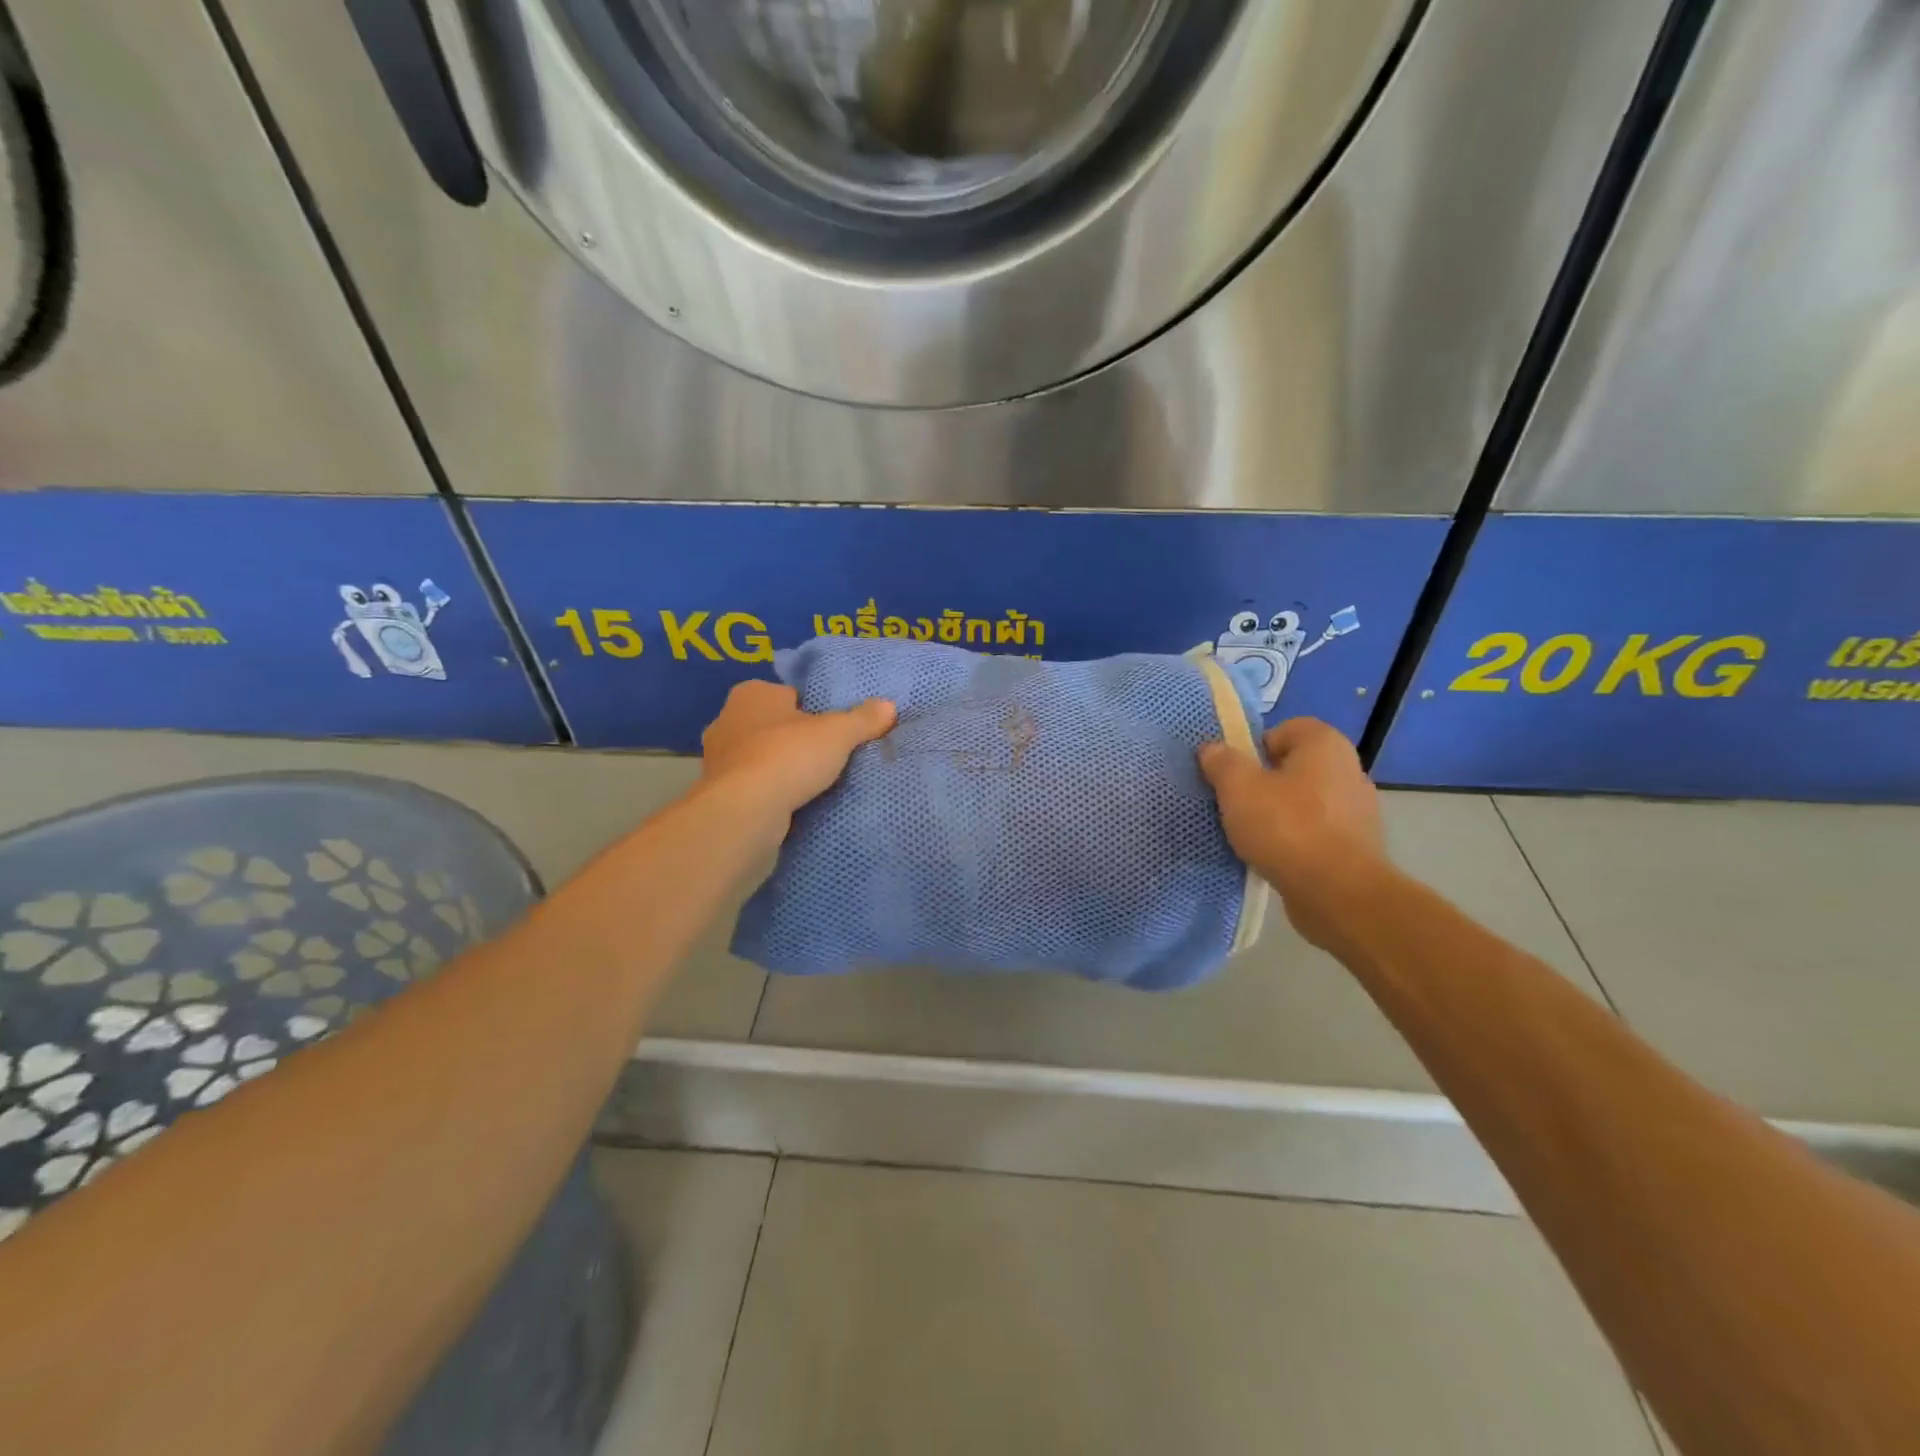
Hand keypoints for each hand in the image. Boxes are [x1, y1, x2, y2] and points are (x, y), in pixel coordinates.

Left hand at [700, 680, 895, 825]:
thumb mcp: (838, 733)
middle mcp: (727, 718)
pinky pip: (752, 785)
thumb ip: (862, 719)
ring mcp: (716, 758)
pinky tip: (790, 803)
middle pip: (773, 725)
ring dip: (780, 768)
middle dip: (795, 739)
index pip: (790, 695)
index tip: (833, 730)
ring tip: (812, 783)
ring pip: (760, 756)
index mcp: (752, 693)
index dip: (813, 711)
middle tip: (827, 756)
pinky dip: (768, 792)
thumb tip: (889, 705)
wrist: (745, 811)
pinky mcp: (718, 792)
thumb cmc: (789, 756)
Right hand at [1199, 718, 1387, 950]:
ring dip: (1279, 814)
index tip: (1236, 774)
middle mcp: (1348, 770)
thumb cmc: (1287, 828)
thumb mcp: (1238, 788)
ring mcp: (1357, 810)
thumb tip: (1213, 749)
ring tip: (1253, 835)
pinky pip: (1316, 832)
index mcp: (1325, 745)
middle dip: (1264, 783)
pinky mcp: (1357, 847)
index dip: (1255, 747)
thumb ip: (1222, 762)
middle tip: (1237, 804)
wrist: (1338, 893)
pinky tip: (1276, 858)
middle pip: (1293, 767)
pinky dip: (1296, 841)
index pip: (1285, 729)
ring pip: (1305, 801)